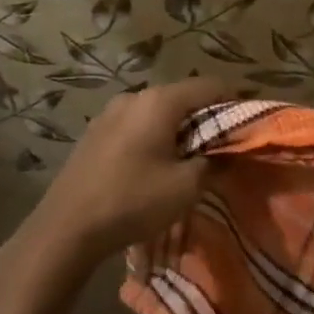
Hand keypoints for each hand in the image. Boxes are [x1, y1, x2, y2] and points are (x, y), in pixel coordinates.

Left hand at [18, 76, 232, 272]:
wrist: (66, 228)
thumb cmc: (133, 201)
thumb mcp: (186, 187)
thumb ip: (213, 164)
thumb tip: (227, 156)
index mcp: (159, 101)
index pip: (210, 86)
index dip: (235, 102)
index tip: (247, 126)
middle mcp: (134, 96)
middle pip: (182, 97)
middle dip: (205, 119)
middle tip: (220, 149)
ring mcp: (109, 113)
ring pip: (156, 112)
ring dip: (177, 130)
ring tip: (187, 161)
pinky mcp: (94, 133)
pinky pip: (135, 126)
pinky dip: (153, 137)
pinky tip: (153, 166)